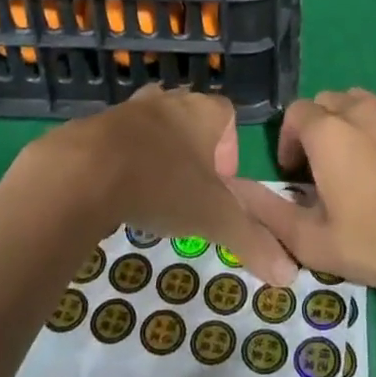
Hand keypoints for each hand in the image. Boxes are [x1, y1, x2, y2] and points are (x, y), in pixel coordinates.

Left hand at [38, 85, 298, 285]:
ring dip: (156, 154)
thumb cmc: (162, 184)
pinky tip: (116, 194)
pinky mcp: (95, 125)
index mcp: (203, 111)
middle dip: (193, 152)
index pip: (227, 115)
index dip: (229, 148)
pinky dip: (121, 161)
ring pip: (153, 126)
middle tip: (188, 191)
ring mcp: (129, 109)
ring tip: (152, 194)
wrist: (84, 172)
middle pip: (190, 118)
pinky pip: (118, 139)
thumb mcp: (214, 218)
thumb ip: (253, 241)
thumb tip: (291, 275)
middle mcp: (169, 100)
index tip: (220, 186)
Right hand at [232, 90, 375, 301]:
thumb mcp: (316, 242)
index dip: (289, 140)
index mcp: (328, 132)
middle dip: (319, 129)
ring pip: (363, 101)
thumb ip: (271, 214)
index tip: (297, 175)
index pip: (296, 113)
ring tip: (362, 163)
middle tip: (327, 170)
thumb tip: (238, 192)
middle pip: (329, 102)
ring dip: (353, 123)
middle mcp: (360, 108)